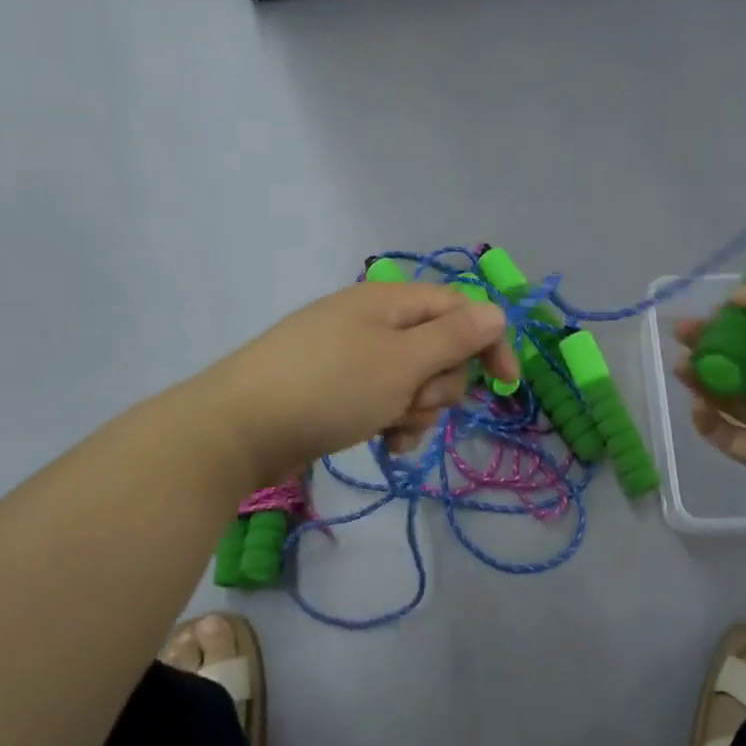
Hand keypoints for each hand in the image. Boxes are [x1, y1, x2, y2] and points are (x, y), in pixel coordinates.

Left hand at [203, 280, 519, 487]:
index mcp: (388, 301)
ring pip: (415, 380)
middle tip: (413, 402)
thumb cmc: (330, 388)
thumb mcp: (401, 362)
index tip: (506, 386)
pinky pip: (386, 400)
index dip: (488, 342)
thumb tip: (496, 312)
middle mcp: (373, 322)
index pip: (459, 308)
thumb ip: (454, 337)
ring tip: (391, 428)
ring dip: (417, 408)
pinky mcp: (339, 389)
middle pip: (439, 347)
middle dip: (439, 383)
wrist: (239, 428)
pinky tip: (384, 443)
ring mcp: (353, 356)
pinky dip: (394, 420)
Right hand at [675, 276, 745, 492]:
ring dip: (703, 381)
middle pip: (742, 364)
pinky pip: (728, 437)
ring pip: (730, 399)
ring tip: (681, 367)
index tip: (708, 313)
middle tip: (681, 336)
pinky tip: (698, 406)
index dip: (734, 321)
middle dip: (709, 348)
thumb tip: (737, 296)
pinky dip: (709, 423)